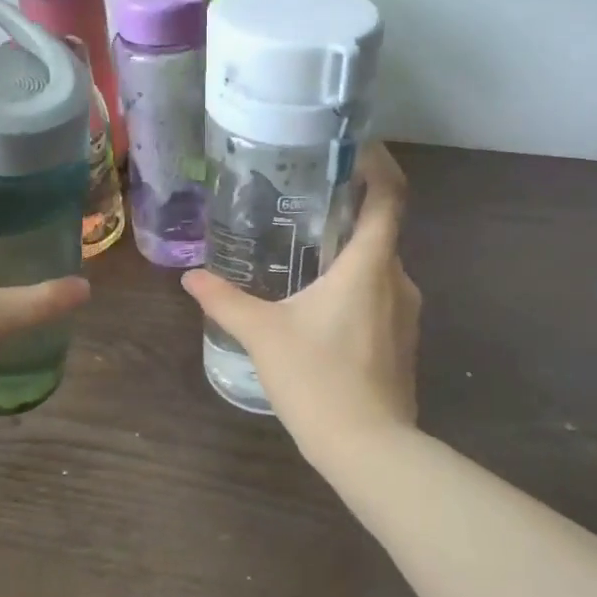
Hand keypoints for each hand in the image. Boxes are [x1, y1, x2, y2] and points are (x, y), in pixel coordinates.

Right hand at [182, 143, 420, 450]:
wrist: (369, 449)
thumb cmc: (318, 379)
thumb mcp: (264, 335)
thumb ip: (226, 301)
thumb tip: (191, 277)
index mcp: (370, 265)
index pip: (390, 196)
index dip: (378, 165)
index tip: (354, 147)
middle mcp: (398, 280)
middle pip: (381, 229)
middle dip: (348, 212)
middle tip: (306, 201)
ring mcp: (406, 314)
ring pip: (379, 266)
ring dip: (350, 253)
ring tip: (306, 250)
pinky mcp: (402, 342)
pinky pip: (380, 296)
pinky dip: (355, 285)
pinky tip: (320, 303)